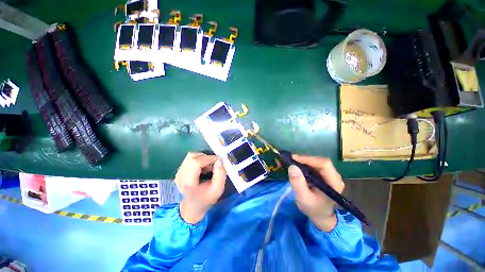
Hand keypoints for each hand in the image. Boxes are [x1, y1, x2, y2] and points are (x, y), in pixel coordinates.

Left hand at [175, 153, 226, 223]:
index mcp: (188, 182)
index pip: (196, 162)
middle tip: (214, 165)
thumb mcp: (218, 189)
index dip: (209, 158)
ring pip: (191, 156)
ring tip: (209, 167)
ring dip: (203, 158)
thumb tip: (219, 159)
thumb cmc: (206, 199)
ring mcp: (178, 173)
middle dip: (207, 158)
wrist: (192, 208)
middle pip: (192, 157)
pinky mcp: (179, 171)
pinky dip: (199, 160)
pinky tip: (203, 169)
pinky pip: (190, 159)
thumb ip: (221, 173)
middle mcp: (180, 175)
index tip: (219, 162)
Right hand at [288, 155, 343, 231]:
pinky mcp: (325, 175)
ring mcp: (331, 175)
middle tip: (291, 160)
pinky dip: (306, 164)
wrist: (321, 216)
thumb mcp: (303, 198)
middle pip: (321, 161)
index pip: (324, 164)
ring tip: (293, 162)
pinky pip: (315, 166)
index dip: (308, 159)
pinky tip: (298, 167)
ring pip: (317, 162)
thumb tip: (292, 166)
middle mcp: (335, 176)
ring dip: (305, 161)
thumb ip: (298, 183)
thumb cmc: (313, 209)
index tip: (293, 158)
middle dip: (305, 159)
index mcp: (334, 183)